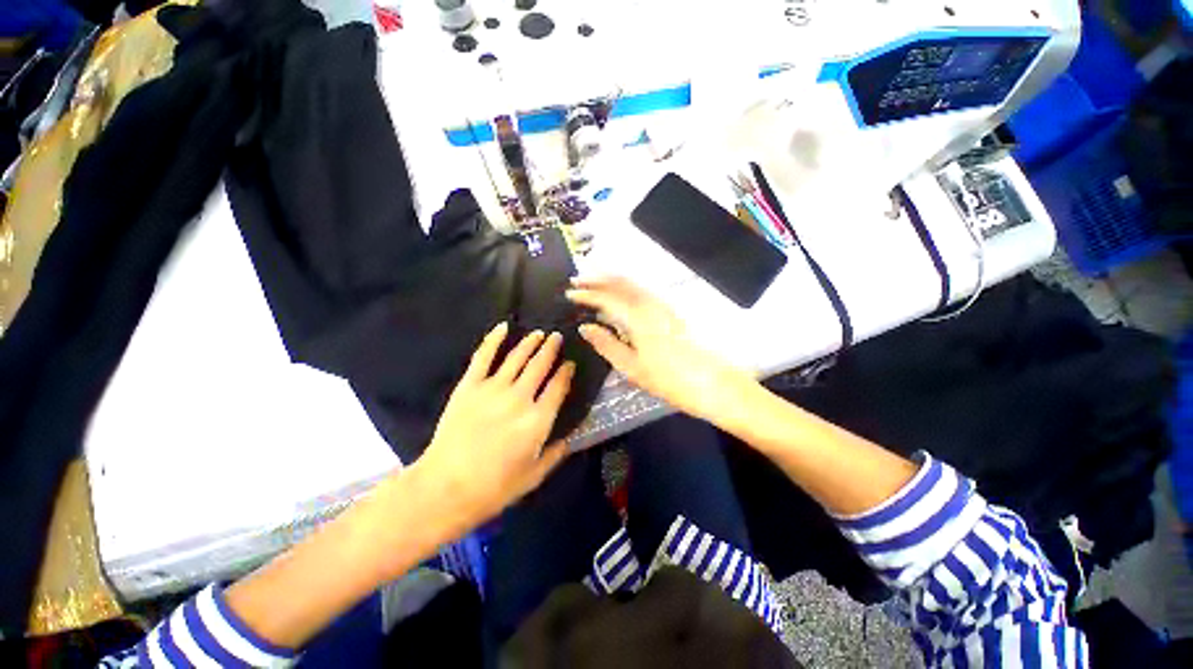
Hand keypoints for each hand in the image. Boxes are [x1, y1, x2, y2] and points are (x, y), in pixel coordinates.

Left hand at [409, 323, 574, 537]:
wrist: (445, 488)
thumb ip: (556, 453)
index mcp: (538, 420)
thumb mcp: (534, 476)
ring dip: (531, 342)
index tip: (570, 363)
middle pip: (540, 366)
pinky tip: (503, 327)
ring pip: (517, 357)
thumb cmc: (494, 487)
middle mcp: (520, 398)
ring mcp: (493, 389)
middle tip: (557, 337)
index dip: (566, 372)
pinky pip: (483, 356)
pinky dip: (493, 339)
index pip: (558, 387)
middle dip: (551, 349)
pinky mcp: (469, 386)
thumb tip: (571, 437)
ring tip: (539, 333)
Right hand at [567, 276, 755, 424]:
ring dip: (612, 279)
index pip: (607, 298)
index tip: (569, 295)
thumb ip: (607, 344)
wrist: (714, 384)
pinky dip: (627, 286)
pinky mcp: (672, 311)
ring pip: (633, 283)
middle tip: (577, 281)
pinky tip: (621, 295)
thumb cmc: (670, 381)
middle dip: (598, 278)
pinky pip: (643, 290)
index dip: (586, 295)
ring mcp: (664, 305)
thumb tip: (585, 327)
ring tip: (594, 282)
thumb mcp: (632, 368)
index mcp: (638, 318)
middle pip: (621, 282)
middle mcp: (651, 304)